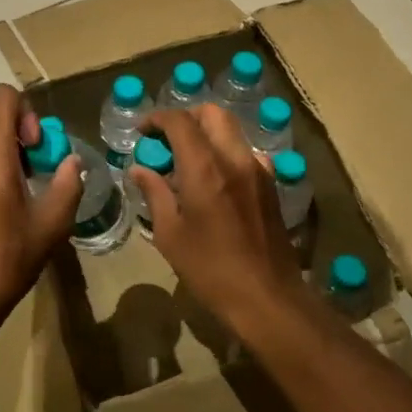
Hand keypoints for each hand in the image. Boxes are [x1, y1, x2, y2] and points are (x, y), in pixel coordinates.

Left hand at [0, 84, 81, 338]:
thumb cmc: (6, 259)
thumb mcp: (51, 224)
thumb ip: (67, 184)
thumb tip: (71, 162)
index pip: (2, 96)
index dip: (26, 111)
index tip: (36, 148)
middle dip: (18, 130)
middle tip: (36, 168)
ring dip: (3, 147)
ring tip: (21, 186)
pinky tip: (0, 200)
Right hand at [129, 104, 314, 342]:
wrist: (267, 297)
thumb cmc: (210, 270)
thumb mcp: (170, 235)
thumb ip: (155, 194)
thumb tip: (139, 170)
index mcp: (205, 169)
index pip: (180, 121)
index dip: (157, 118)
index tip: (142, 132)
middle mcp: (235, 159)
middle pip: (213, 114)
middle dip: (186, 117)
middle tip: (166, 139)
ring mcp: (259, 170)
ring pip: (232, 131)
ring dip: (207, 133)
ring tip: (187, 160)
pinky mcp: (271, 185)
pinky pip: (246, 153)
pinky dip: (225, 152)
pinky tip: (214, 180)